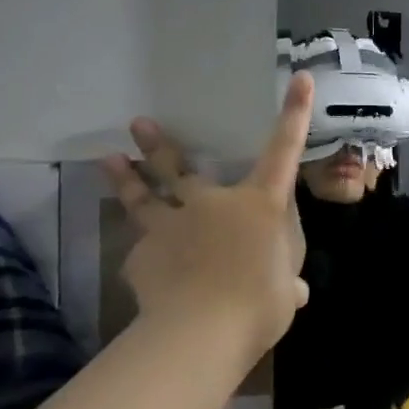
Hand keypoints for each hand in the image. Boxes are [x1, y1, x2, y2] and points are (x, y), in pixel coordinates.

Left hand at [102, 74, 314, 364]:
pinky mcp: (142, 255)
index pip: (283, 152)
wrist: (202, 330)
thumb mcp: (286, 294)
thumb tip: (293, 291)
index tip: (299, 78)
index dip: (294, 114)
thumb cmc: (260, 303)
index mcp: (258, 205)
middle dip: (159, 145)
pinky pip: (144, 252)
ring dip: (126, 178)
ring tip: (109, 160)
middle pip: (181, 169)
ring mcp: (171, 226)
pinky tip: (146, 269)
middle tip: (137, 123)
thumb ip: (287, 284)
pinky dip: (147, 256)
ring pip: (144, 198)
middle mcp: (213, 204)